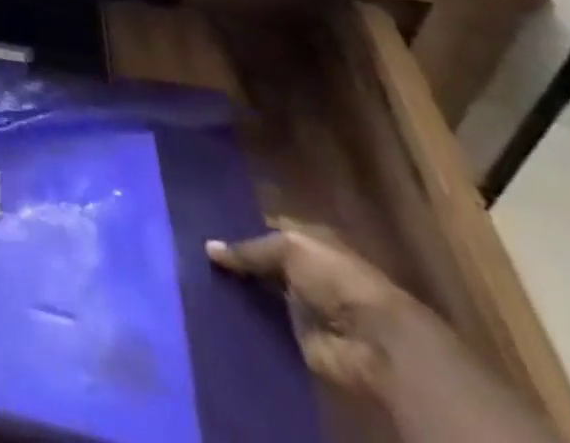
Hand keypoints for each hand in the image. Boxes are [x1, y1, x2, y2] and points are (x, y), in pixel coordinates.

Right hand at [207, 225, 420, 395]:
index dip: (239, 226)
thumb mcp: (290, 248)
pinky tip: (216, 309)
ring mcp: (302, 306)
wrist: (376, 344)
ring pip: (261, 293)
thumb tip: (209, 247)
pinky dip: (246, 320)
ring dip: (238, 291)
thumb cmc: (337, 279)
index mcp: (309, 241)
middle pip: (263, 263)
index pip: (267, 228)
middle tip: (194, 253)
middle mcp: (304, 271)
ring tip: (197, 280)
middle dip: (235, 260)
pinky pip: (266, 325)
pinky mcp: (298, 339)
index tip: (204, 226)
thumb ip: (250, 248)